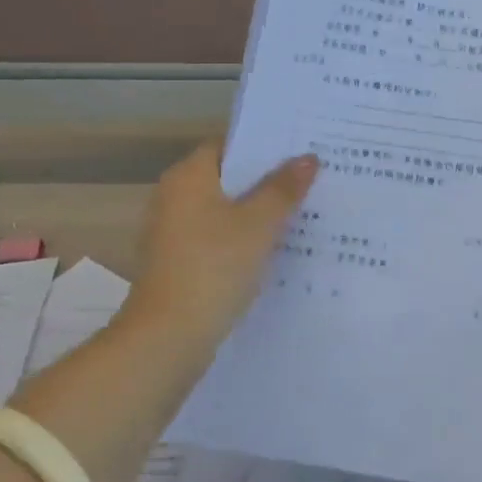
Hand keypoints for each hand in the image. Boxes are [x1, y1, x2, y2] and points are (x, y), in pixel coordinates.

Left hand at [115, 143, 316, 355]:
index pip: (228, 145)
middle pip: (228, 178)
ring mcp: (174, 233)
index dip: (264, 146)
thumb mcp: (259, 223)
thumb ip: (283, 189)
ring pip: (225, 210)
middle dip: (267, 180)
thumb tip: (308, 157)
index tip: (300, 150)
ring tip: (303, 211)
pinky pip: (219, 238)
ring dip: (258, 211)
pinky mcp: (180, 263)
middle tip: (312, 179)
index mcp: (188, 178)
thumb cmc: (214, 266)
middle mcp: (174, 198)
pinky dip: (245, 238)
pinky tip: (277, 248)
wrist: (170, 335)